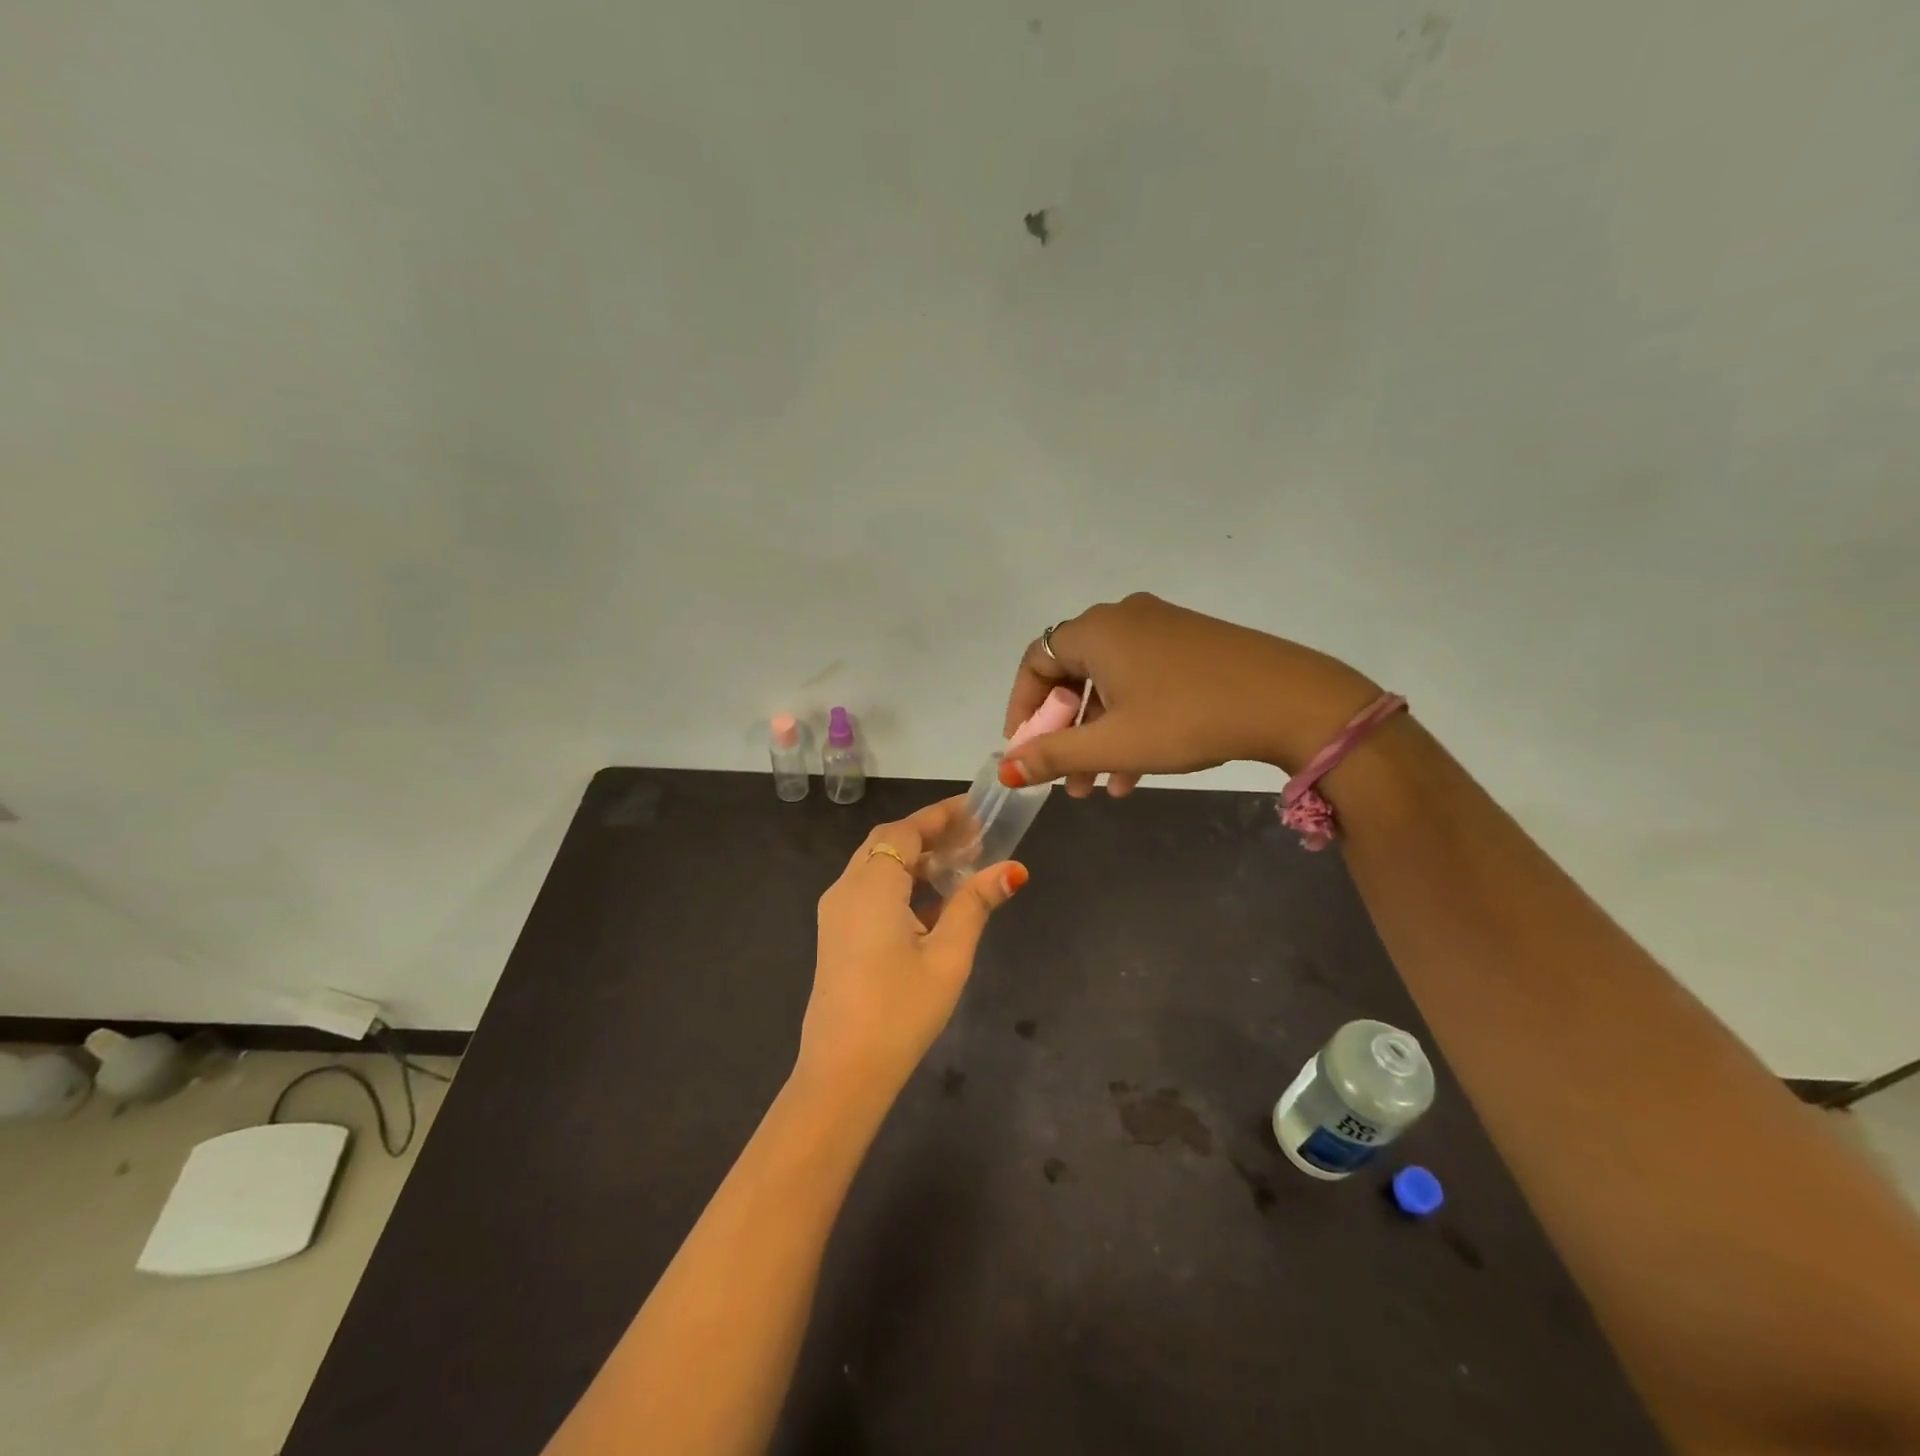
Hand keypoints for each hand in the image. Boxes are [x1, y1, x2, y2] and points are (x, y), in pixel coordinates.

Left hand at [796, 797, 1026, 1103]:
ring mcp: (835, 913)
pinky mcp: (835, 935)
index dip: (940, 816)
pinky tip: (932, 903)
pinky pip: (868, 890)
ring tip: (959, 863)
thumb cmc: (901, 1010)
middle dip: (929, 834)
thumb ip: (975, 905)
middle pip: (887, 842)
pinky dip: (900, 883)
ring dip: (914, 858)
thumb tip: (1011, 868)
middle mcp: (846, 889)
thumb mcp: (948, 956)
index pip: (905, 831)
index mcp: (871, 886)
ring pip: (876, 866)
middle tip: (973, 835)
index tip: (975, 808)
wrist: (843, 1072)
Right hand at [1000, 593, 1380, 795]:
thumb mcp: (1113, 743)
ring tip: (1098, 788)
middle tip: (1065, 778)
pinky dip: (1130, 721)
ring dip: (1098, 736)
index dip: (1022, 708)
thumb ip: (1053, 754)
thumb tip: (1007, 769)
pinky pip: (1142, 681)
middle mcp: (1123, 618)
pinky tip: (1136, 772)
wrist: (1292, 701)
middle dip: (1065, 733)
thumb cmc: (1188, 718)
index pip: (1035, 661)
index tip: (1025, 750)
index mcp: (1096, 631)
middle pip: (1073, 675)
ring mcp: (1161, 627)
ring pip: (1110, 684)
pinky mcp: (1190, 643)